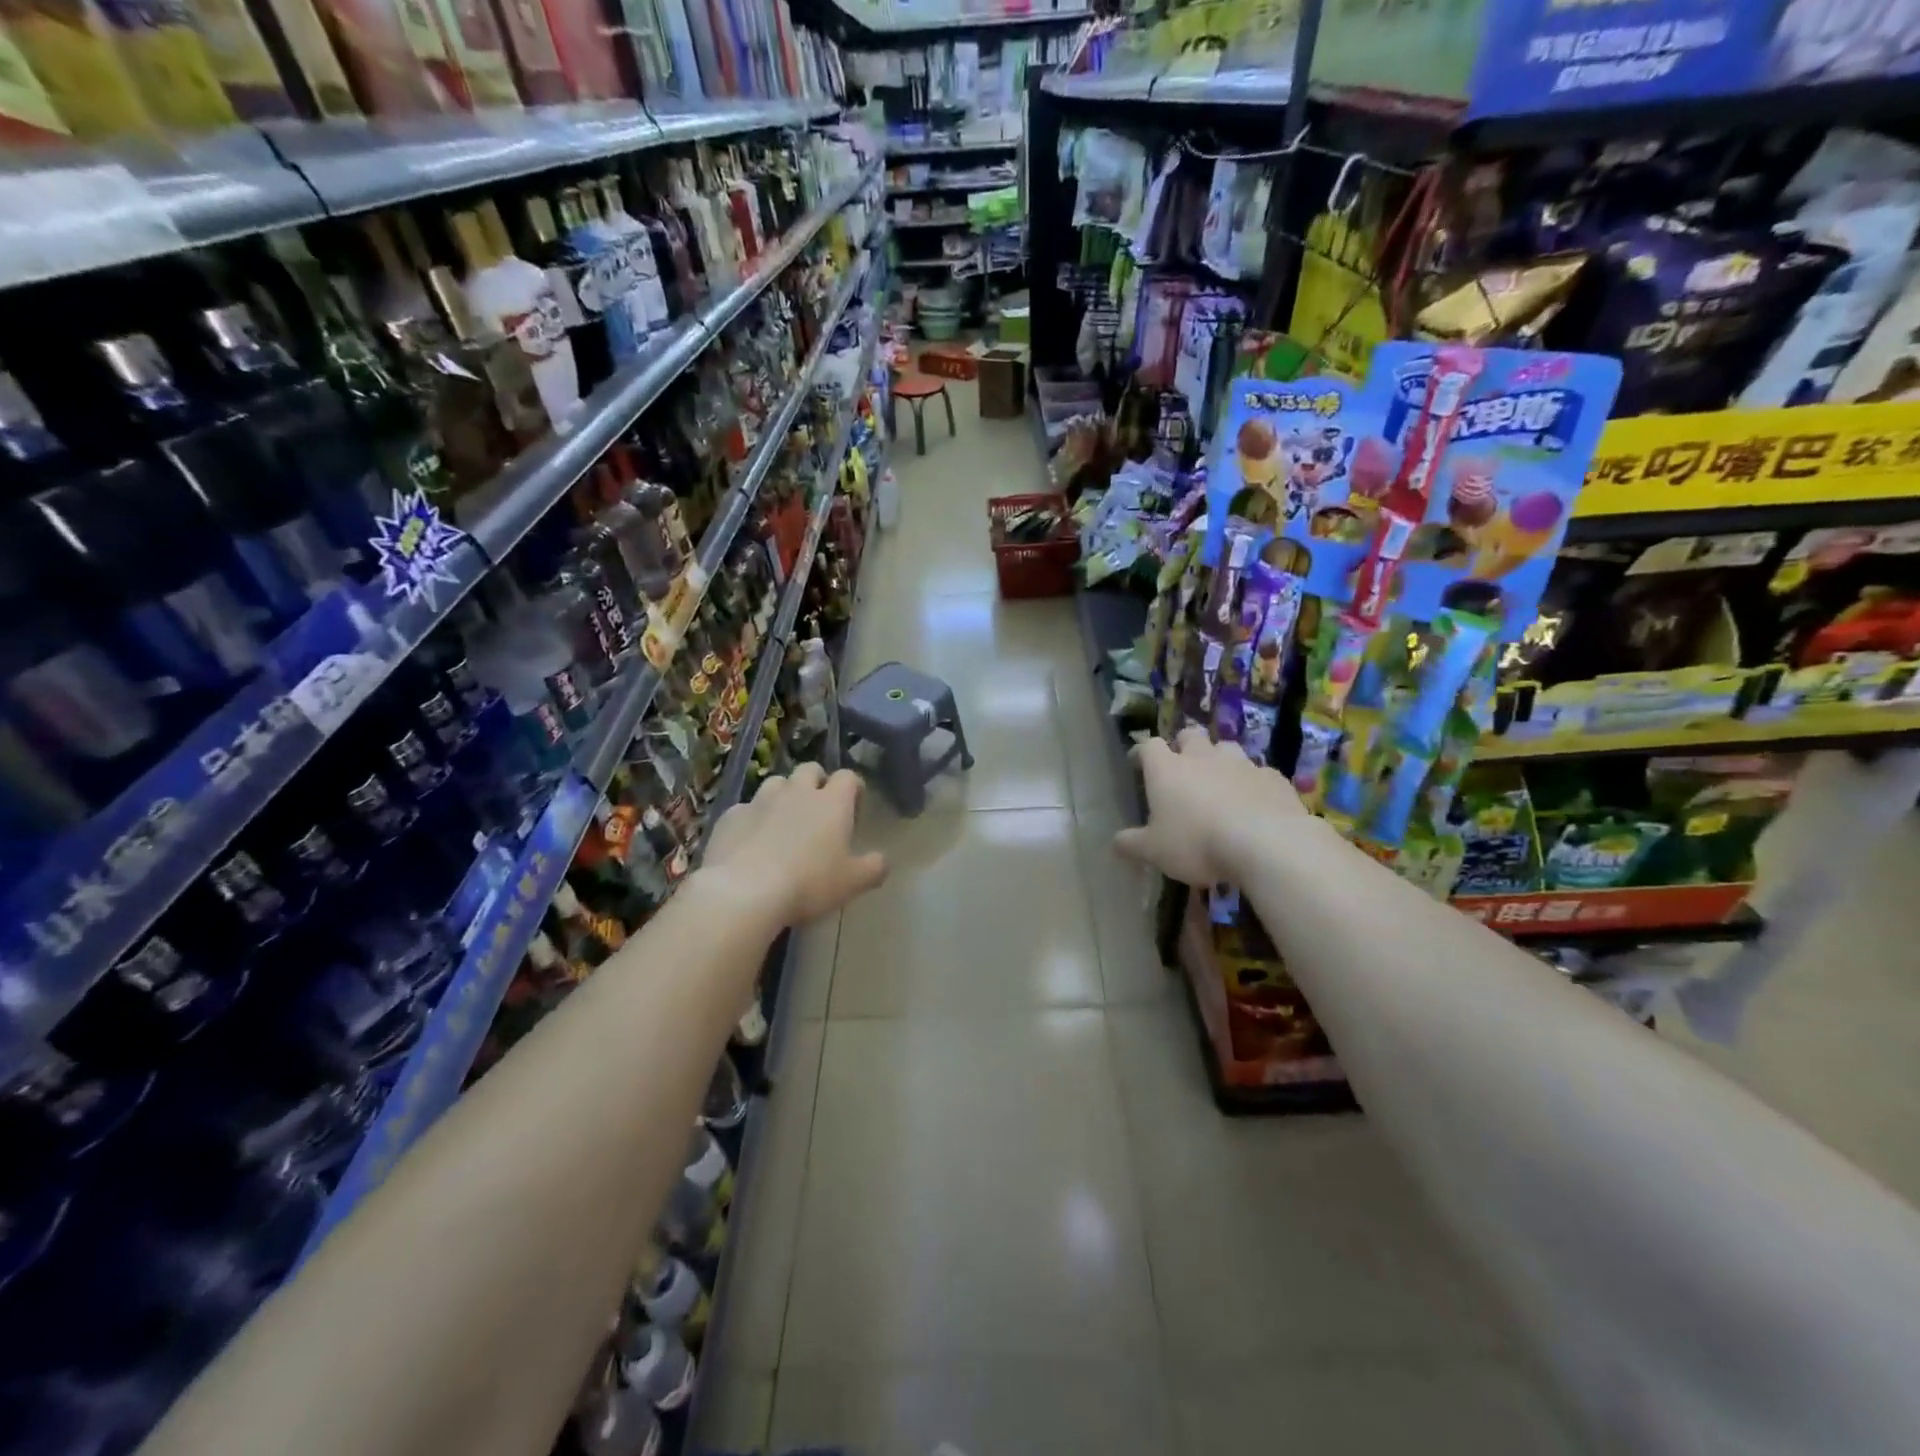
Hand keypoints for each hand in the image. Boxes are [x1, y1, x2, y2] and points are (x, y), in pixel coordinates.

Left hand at [702, 763, 887, 925]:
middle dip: (817, 783)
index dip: (853, 789)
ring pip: (776, 783)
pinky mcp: (731, 815)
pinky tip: (751, 842)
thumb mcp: (853, 883)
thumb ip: (874, 868)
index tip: (853, 811)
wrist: (743, 891)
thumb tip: (882, 861)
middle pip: (810, 770)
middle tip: (818, 813)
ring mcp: (760, 800)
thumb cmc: (808, 883)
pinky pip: (746, 808)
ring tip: (784, 824)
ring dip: (784, 796)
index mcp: (832, 802)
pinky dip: (753, 818)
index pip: (848, 776)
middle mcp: (797, 791)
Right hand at [1115, 726, 1310, 886]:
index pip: (1149, 746)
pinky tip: (1254, 802)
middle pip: (1190, 735)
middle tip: (1181, 766)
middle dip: (1183, 745)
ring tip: (1219, 782)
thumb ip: (1131, 844)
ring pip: (1226, 748)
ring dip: (1220, 760)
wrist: (1266, 844)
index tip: (1138, 763)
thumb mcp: (1154, 851)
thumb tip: (1114, 843)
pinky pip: (1258, 773)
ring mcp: (1241, 764)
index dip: (1142, 752)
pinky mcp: (1273, 778)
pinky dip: (1251, 783)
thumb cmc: (1197, 843)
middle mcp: (1202, 757)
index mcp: (1167, 770)